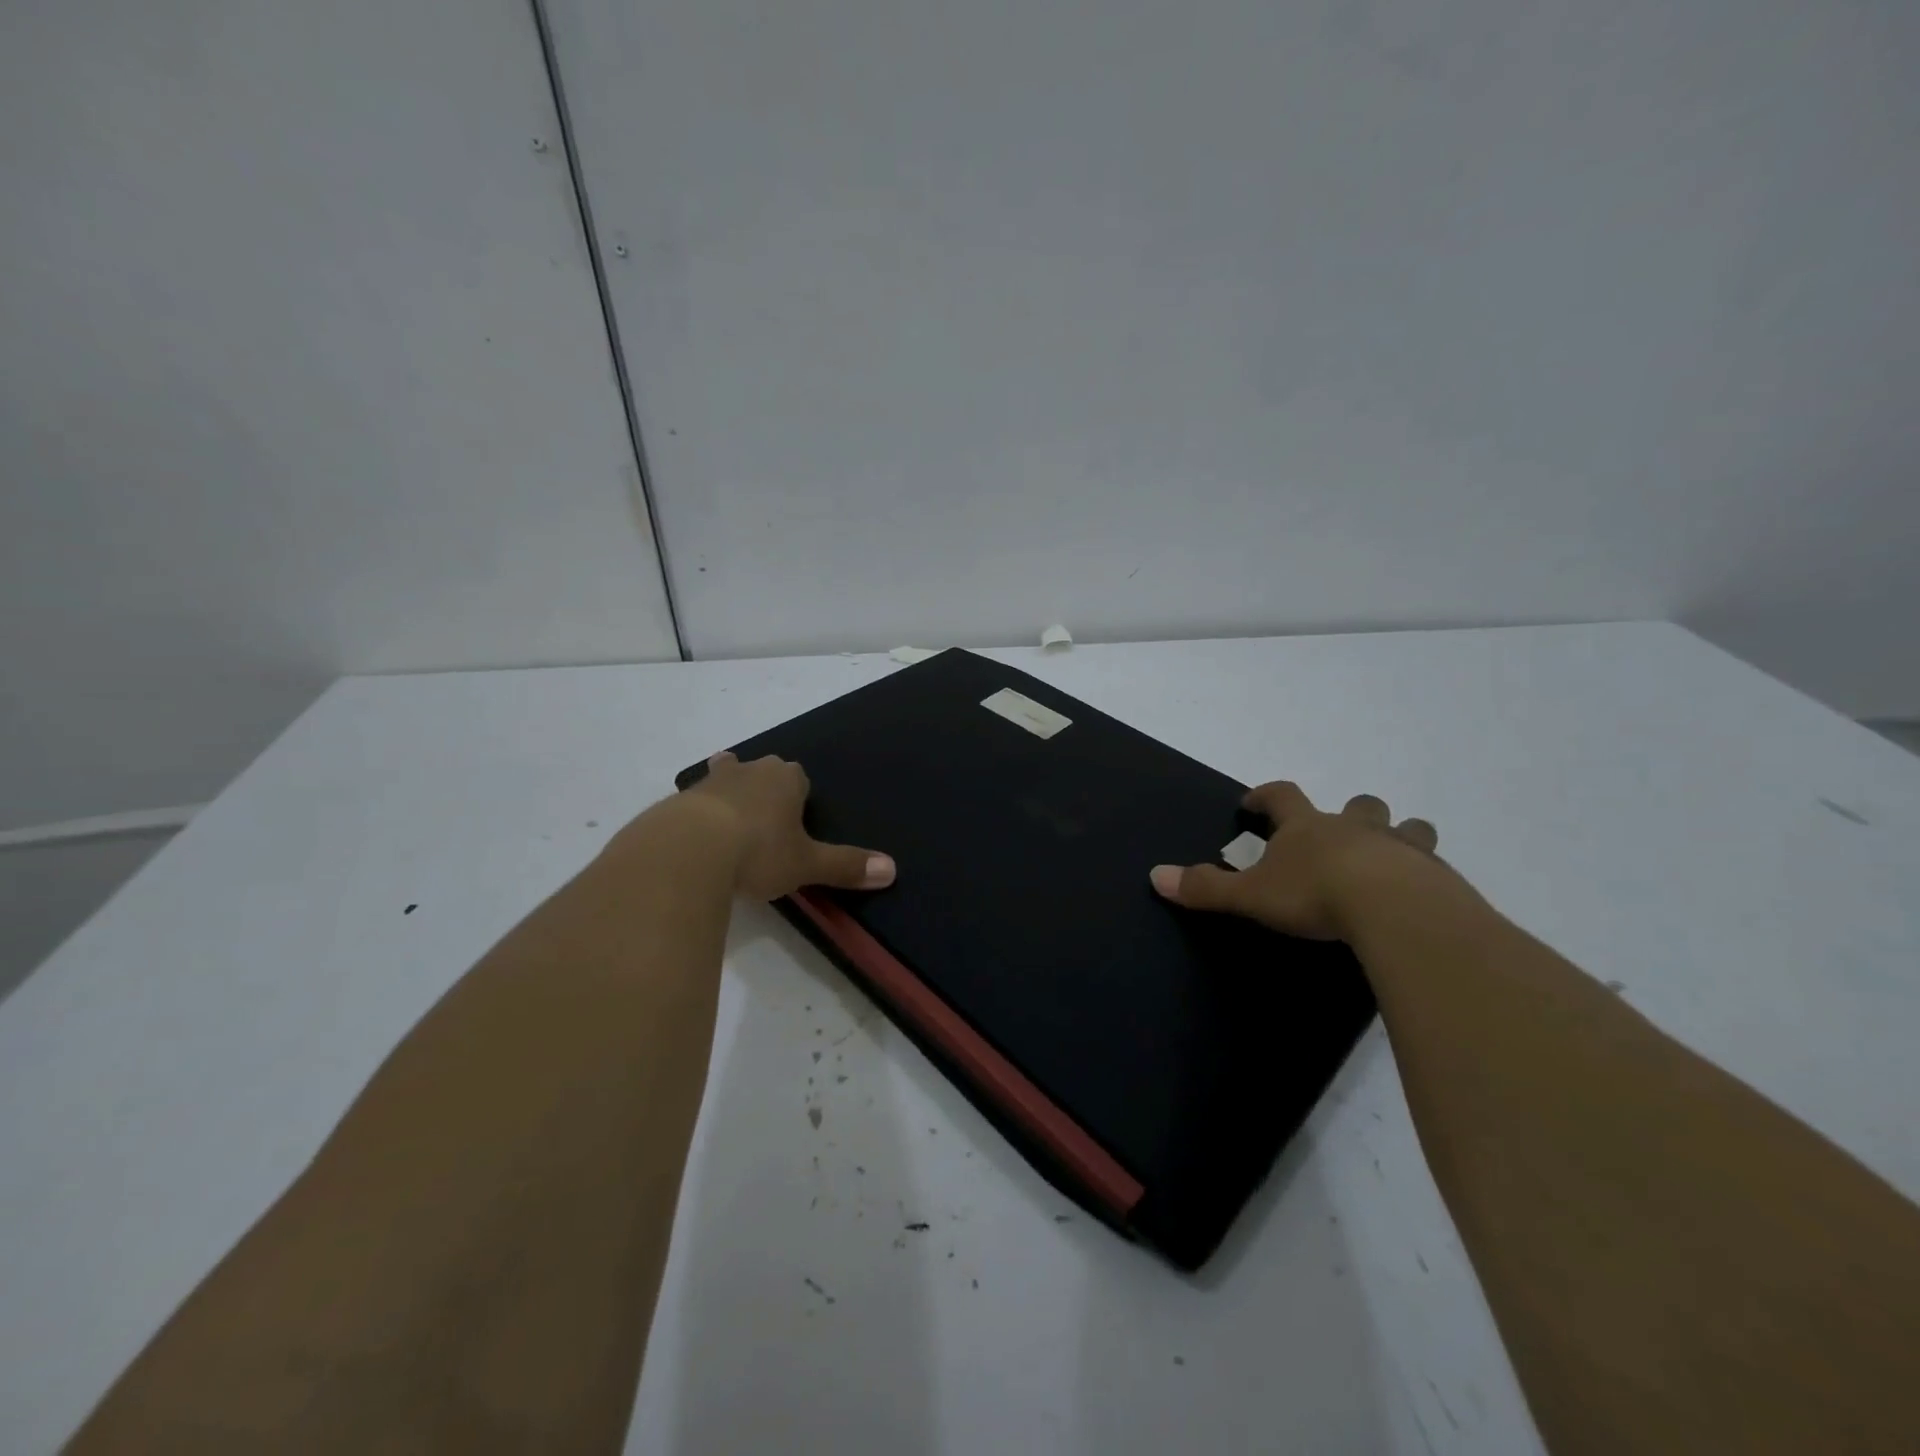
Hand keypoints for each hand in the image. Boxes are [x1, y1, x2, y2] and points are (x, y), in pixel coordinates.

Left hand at [682, 752, 895, 899]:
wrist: (687, 851)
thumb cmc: (758, 851)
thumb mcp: (807, 864)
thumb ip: (846, 866)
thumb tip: (892, 870)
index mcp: (786, 779)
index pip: (799, 777)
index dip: (799, 798)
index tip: (796, 823)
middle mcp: (750, 770)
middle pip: (762, 772)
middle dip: (764, 790)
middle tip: (766, 823)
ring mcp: (711, 782)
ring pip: (725, 780)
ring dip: (729, 797)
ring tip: (730, 826)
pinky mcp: (678, 800)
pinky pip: (694, 803)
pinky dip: (698, 816)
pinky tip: (696, 840)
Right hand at [1150, 781, 1440, 940]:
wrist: (1395, 909)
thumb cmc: (1315, 894)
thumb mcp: (1251, 895)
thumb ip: (1206, 887)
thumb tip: (1155, 875)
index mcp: (1307, 827)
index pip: (1282, 796)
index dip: (1266, 796)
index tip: (1254, 802)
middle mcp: (1354, 828)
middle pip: (1356, 805)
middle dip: (1348, 812)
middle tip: (1338, 832)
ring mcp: (1399, 848)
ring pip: (1406, 828)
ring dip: (1399, 835)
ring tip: (1391, 856)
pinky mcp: (1435, 876)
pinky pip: (1432, 867)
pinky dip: (1423, 875)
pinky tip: (1418, 897)